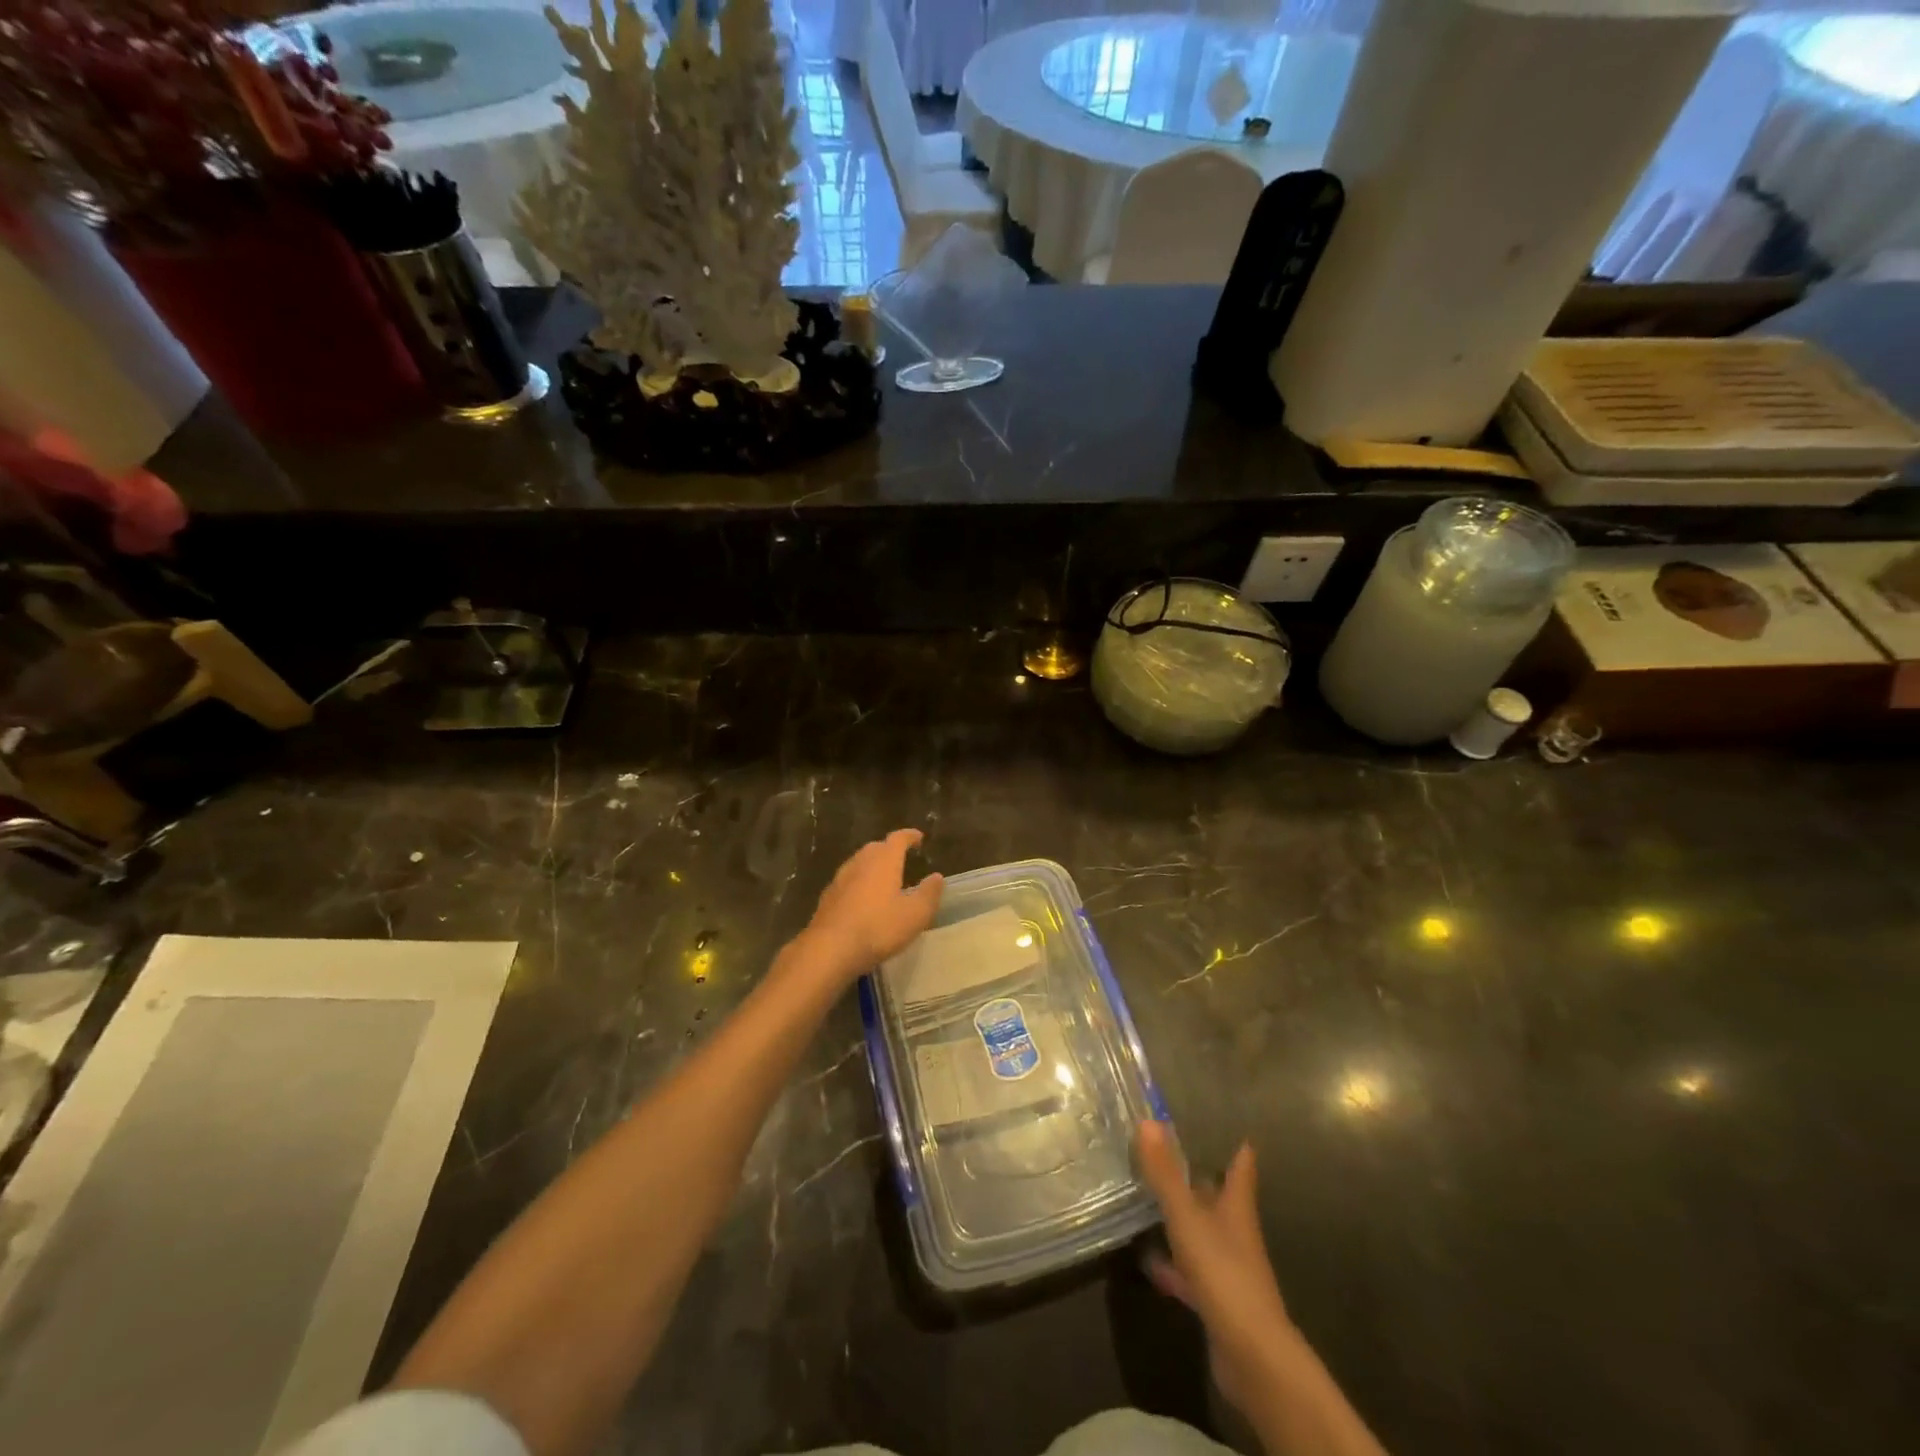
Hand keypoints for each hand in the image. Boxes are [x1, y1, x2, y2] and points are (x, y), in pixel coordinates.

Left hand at [799, 829, 943, 983]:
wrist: (830, 949)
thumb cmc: (878, 928)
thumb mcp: (915, 915)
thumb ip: (929, 894)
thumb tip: (937, 877)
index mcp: (884, 861)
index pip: (898, 839)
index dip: (909, 836)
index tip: (918, 837)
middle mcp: (860, 862)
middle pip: (876, 848)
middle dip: (889, 850)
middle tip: (902, 858)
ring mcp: (840, 879)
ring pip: (859, 863)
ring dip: (872, 866)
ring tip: (884, 879)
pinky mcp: (827, 897)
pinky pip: (848, 881)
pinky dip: (859, 883)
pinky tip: (863, 900)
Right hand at [1137, 1121, 1297, 1421]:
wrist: (1251, 1356)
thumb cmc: (1223, 1272)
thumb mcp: (1187, 1217)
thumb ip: (1165, 1173)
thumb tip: (1147, 1120)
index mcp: (1237, 1208)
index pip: (1241, 1170)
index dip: (1238, 1151)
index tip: (1234, 1132)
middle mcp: (1236, 1234)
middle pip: (1219, 1200)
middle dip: (1200, 1182)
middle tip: (1171, 1158)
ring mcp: (1227, 1270)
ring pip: (1203, 1235)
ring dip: (1183, 1222)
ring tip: (1151, 1202)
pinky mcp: (1216, 1302)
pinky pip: (1190, 1274)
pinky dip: (1172, 1266)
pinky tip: (1148, 1260)